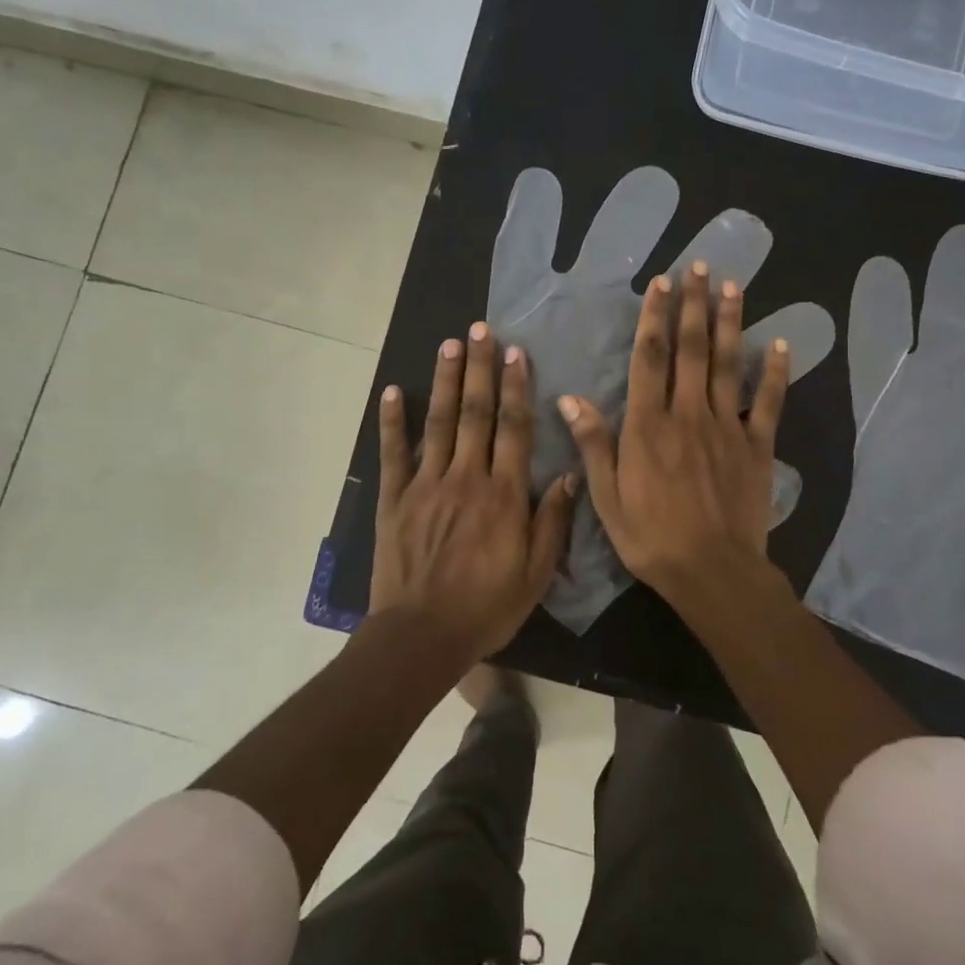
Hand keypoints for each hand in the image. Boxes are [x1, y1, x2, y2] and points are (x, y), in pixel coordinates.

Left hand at [371, 323, 577, 661]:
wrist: (422, 635)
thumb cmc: (486, 607)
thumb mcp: (535, 573)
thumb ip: (552, 521)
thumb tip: (572, 475)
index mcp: (503, 494)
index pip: (514, 428)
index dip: (516, 387)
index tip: (516, 353)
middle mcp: (466, 477)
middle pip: (475, 412)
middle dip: (480, 368)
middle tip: (481, 329)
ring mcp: (426, 484)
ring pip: (438, 422)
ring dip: (444, 380)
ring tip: (449, 344)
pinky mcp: (394, 499)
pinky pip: (393, 453)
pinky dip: (392, 421)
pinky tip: (392, 391)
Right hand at [486, 165, 832, 632]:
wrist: (712, 571)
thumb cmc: (651, 537)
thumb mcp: (606, 496)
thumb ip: (593, 443)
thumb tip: (569, 398)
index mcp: (648, 425)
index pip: (651, 359)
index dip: (655, 318)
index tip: (661, 284)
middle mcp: (688, 414)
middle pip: (692, 349)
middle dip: (694, 305)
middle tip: (699, 267)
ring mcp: (727, 426)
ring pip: (728, 364)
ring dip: (730, 322)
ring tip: (732, 285)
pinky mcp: (758, 445)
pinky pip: (769, 401)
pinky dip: (775, 372)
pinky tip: (780, 344)